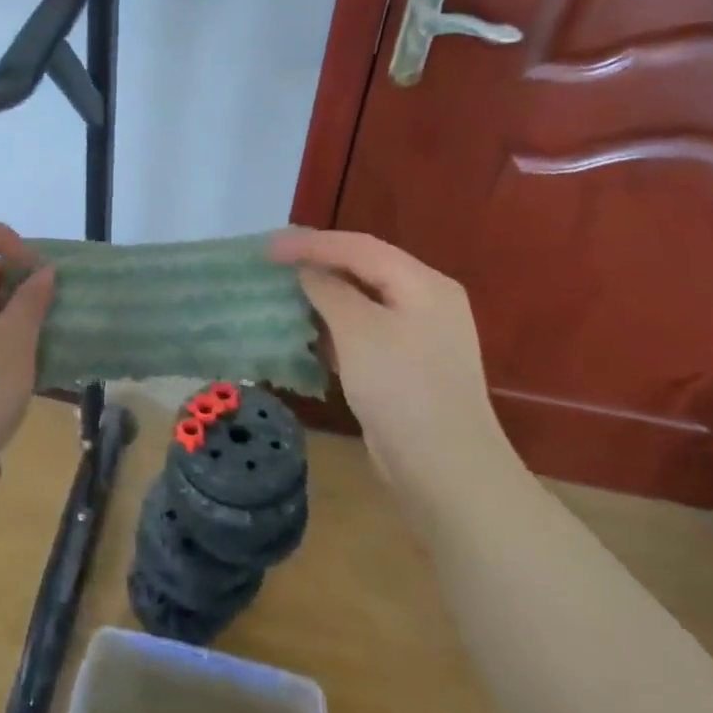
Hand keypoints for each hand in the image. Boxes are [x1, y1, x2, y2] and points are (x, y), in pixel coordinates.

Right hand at [270, 229, 519, 500]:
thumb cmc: (401, 387)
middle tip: (275, 263)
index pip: (359, 247)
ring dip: (324, 297)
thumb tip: (307, 269)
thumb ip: (329, 290)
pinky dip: (336, 328)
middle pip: (365, 269)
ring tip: (284, 294)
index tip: (268, 247)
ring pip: (363, 302)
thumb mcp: (358, 329)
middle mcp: (427, 302)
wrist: (444, 468)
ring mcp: (420, 337)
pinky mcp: (408, 368)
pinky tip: (309, 335)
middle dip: (318, 264)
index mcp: (423, 284)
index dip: (311, 243)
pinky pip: (365, 333)